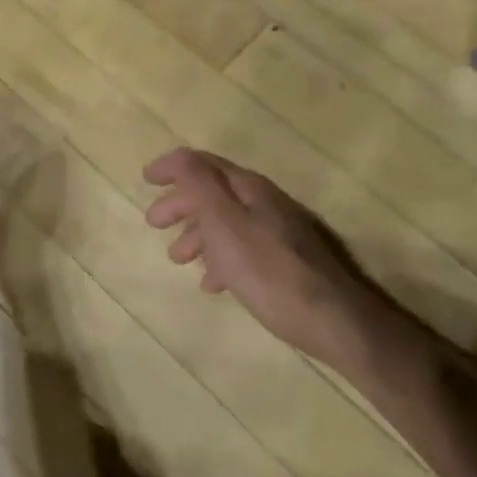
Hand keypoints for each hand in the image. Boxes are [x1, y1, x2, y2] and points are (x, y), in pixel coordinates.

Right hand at [143, 147, 361, 351]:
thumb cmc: (267, 269)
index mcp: (249, 188)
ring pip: (227, 223)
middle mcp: (265, 203)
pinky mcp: (285, 262)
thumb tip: (178, 157)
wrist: (331, 319)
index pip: (203, 164)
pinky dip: (220, 259)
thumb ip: (199, 185)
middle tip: (154, 223)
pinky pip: (242, 250)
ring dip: (197, 235)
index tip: (146, 179)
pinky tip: (212, 282)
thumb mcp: (224, 221)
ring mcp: (278, 233)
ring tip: (177, 258)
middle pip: (214, 193)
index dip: (172, 168)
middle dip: (181, 205)